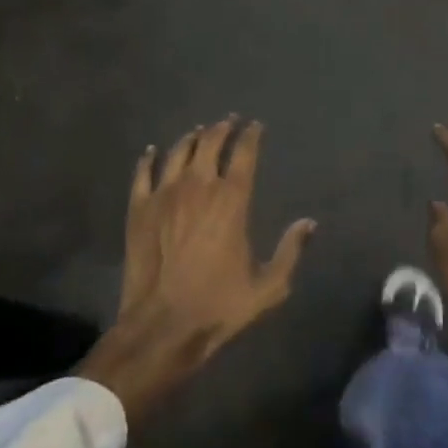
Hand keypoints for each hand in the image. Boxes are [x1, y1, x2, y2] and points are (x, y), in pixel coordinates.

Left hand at [78, 117, 315, 420]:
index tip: (255, 126)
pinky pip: (142, 172)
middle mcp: (198, 186)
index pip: (244, 154)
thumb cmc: (219, 306)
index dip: (251, 136)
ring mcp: (164, 194)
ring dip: (191, 138)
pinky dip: (149, 158)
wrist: (162, 326)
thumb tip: (309, 223)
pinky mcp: (138, 208)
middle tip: (229, 121)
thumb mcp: (268, 287)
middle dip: (222, 128)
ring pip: (178, 151)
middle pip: (210, 143)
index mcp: (232, 200)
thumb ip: (290, 251)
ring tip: (198, 132)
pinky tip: (152, 150)